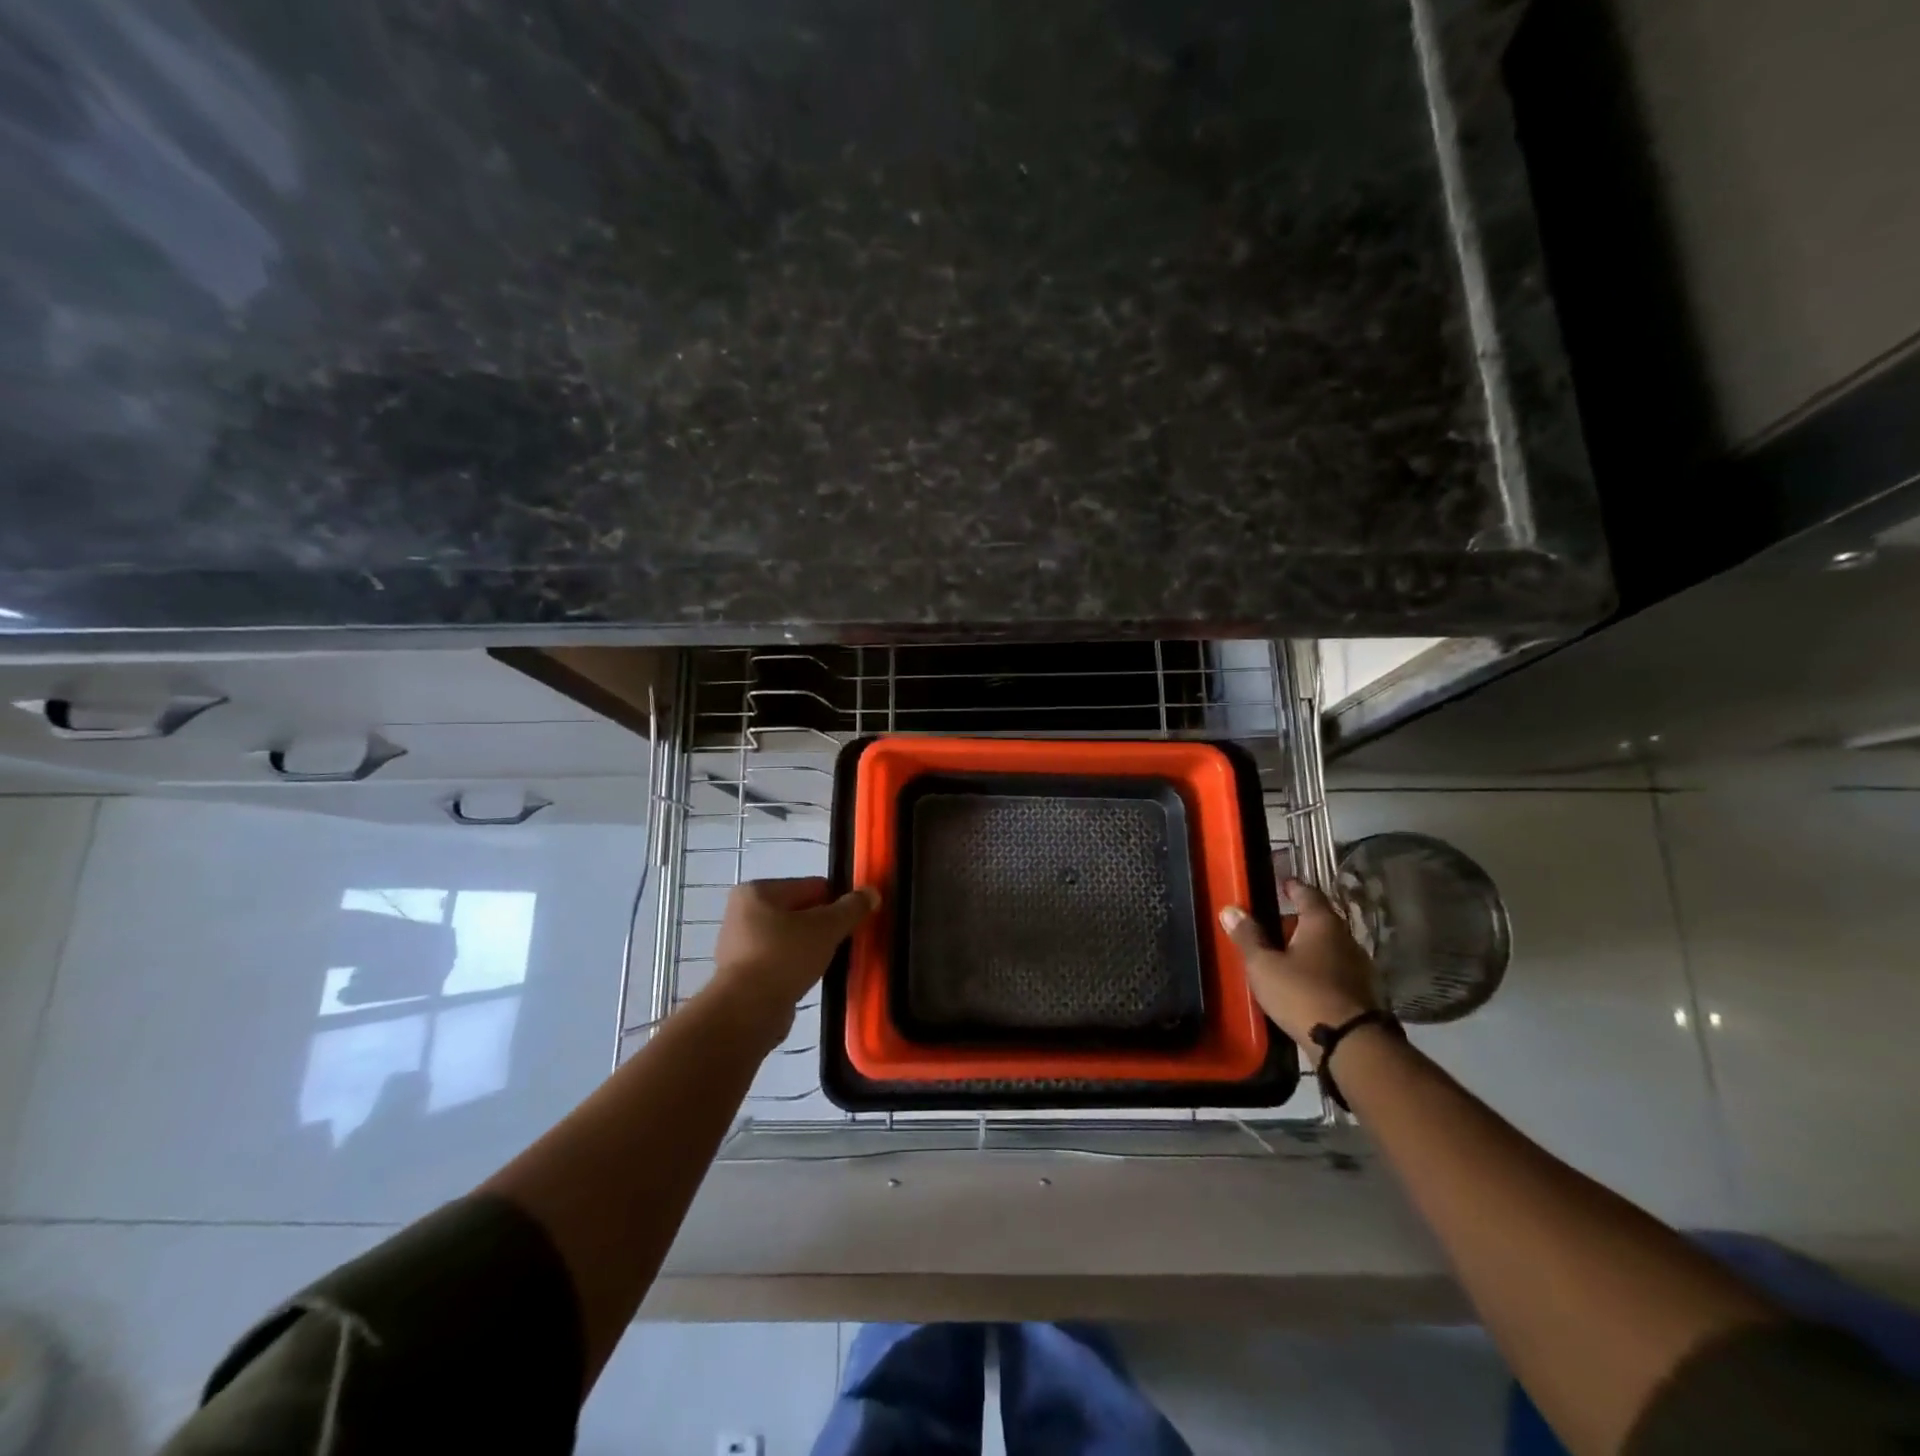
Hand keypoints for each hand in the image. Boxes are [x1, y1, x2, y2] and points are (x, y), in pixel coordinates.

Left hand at [711, 877, 878, 1020]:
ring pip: (790, 938)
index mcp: (757, 891)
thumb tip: (872, 892)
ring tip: (830, 962)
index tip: (855, 919)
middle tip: (845, 941)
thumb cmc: (784, 957)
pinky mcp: (741, 975)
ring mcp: (739, 945)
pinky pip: (779, 961)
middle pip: (799, 911)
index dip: (837, 900)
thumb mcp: (826, 928)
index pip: (810, 886)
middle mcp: (742, 913)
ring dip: (810, 948)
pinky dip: (795, 967)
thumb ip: (851, 908)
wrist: (746, 1012)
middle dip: (823, 926)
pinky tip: (810, 978)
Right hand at [1219, 879, 1381, 1059]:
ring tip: (1285, 955)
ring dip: (1309, 948)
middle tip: (1274, 925)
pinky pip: (1335, 971)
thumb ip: (1248, 937)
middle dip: (1298, 921)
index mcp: (1322, 923)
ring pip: (1329, 947)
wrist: (1350, 1043)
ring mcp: (1359, 967)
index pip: (1308, 894)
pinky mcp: (1363, 993)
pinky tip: (1304, 982)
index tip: (1283, 884)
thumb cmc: (1302, 993)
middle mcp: (1346, 938)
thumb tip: (1231, 909)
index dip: (1293, 888)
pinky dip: (1319, 970)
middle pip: (1320, 921)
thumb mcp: (1264, 965)